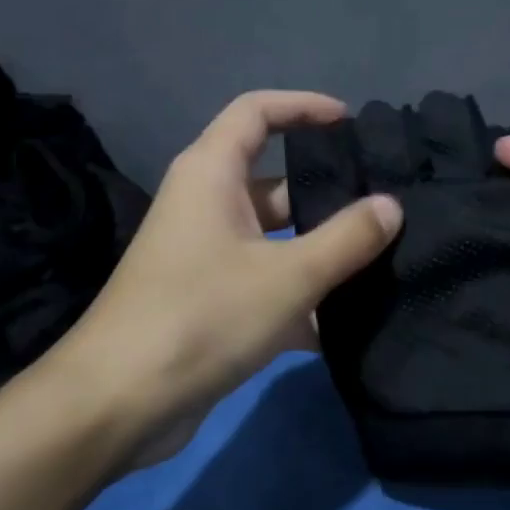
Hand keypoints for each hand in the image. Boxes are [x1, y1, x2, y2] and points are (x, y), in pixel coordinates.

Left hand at [52, 91, 401, 471]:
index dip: (303, 106)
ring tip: (380, 263)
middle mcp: (206, 205)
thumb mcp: (287, 275)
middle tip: (384, 208)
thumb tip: (391, 206)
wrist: (117, 403)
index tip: (350, 122)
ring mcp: (206, 255)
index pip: (257, 111)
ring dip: (320, 252)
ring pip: (275, 238)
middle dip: (327, 193)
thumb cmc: (201, 316)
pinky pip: (265, 283)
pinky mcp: (209, 301)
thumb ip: (347, 238)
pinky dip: (299, 299)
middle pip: (275, 181)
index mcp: (211, 174)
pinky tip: (342, 328)